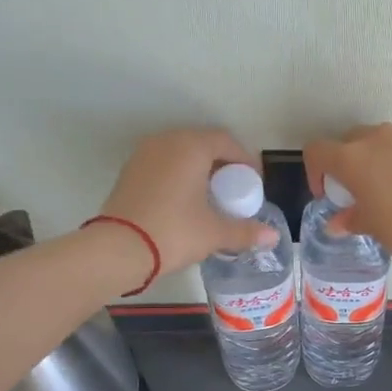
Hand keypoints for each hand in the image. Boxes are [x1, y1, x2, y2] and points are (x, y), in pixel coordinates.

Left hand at [96, 129, 275, 277]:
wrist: (118, 249)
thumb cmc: (174, 232)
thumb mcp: (215, 233)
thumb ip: (246, 231)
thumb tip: (272, 236)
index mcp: (192, 147)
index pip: (227, 141)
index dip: (246, 160)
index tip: (255, 184)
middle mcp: (167, 141)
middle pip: (204, 143)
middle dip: (223, 164)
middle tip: (235, 190)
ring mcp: (144, 154)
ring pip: (181, 153)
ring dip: (200, 169)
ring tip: (211, 196)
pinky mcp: (129, 171)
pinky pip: (163, 164)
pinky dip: (179, 175)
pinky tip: (185, 201)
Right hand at [302, 124, 391, 269]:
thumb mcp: (370, 226)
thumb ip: (350, 219)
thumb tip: (338, 224)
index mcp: (352, 156)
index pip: (317, 151)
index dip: (315, 172)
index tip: (326, 195)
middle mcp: (377, 140)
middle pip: (349, 141)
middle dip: (345, 163)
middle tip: (353, 192)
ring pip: (379, 143)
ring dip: (374, 162)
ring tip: (383, 193)